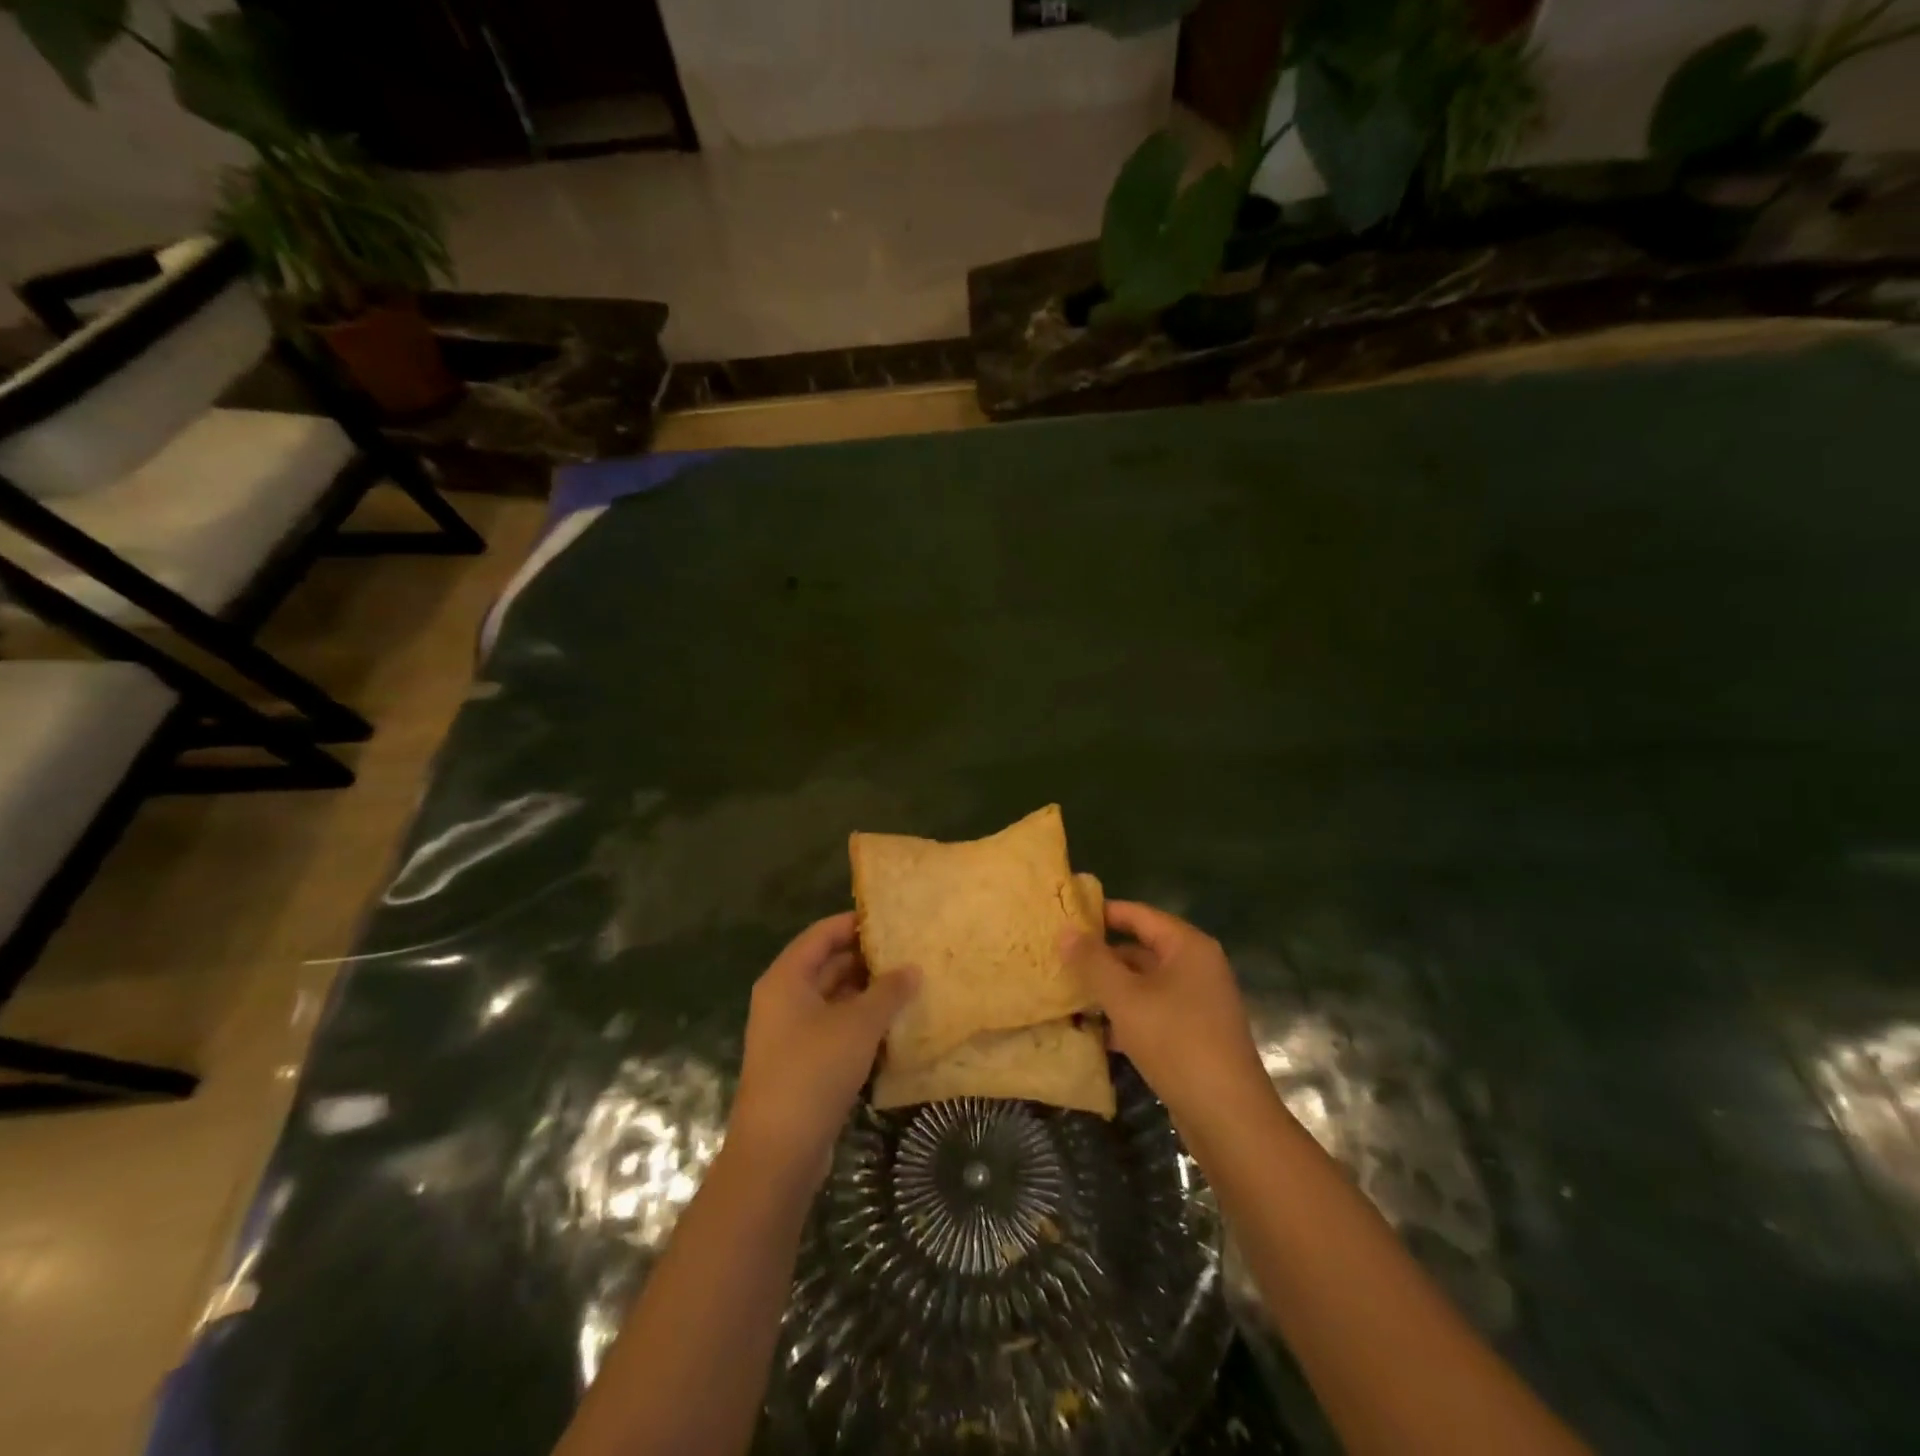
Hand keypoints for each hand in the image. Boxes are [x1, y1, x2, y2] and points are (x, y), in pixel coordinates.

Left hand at [731, 912, 917, 1184]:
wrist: (778, 1151)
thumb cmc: (814, 1071)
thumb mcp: (858, 1025)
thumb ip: (888, 992)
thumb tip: (912, 968)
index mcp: (786, 979)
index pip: (822, 934)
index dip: (855, 923)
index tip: (892, 920)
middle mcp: (783, 999)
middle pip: (827, 965)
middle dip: (867, 959)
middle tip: (910, 952)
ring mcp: (790, 1033)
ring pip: (833, 999)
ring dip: (867, 993)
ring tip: (910, 984)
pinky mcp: (801, 1063)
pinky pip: (834, 1028)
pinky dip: (861, 1022)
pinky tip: (894, 1024)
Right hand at [1062, 901, 1269, 1125]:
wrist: (1228, 1117)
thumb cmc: (1176, 1042)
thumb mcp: (1126, 999)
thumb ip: (1093, 962)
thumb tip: (1066, 931)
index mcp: (1187, 947)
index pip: (1138, 914)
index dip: (1102, 913)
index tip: (1065, 915)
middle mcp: (1196, 967)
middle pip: (1141, 948)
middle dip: (1101, 956)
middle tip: (1058, 957)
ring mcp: (1197, 1002)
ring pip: (1144, 983)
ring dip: (1109, 989)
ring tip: (1067, 992)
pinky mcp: (1194, 1034)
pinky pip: (1152, 1011)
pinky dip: (1125, 1016)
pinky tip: (1093, 1031)